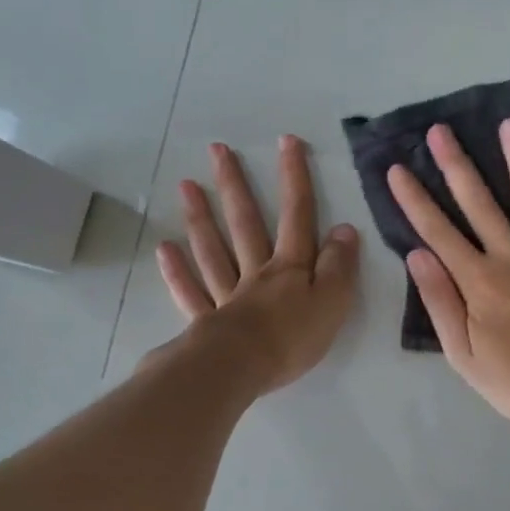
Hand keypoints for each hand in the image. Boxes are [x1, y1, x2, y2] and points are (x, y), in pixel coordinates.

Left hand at [156, 136, 359, 395]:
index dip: (294, 178)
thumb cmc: (292, 338)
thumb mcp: (332, 301)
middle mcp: (256, 273)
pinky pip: (191, 292)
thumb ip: (339, 266)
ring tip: (186, 186)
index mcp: (290, 267)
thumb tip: (344, 228)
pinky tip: (165, 249)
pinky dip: (178, 271)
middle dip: (235, 186)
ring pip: (213, 250)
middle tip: (217, 151)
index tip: (286, 141)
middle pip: (245, 223)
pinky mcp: (206, 323)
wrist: (241, 369)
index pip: (297, 215)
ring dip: (201, 218)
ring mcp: (227, 295)